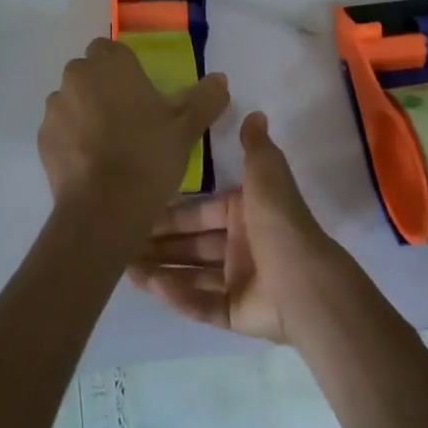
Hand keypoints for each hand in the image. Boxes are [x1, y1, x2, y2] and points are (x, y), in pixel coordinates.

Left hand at [38, 38, 229, 220]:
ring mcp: (55, 106)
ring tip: (109, 147)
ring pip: (72, 101)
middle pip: (89, 73)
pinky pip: (60, 129)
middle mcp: (77, 74)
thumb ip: (204, 98)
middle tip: (129, 122)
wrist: (104, 209)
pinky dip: (71, 140)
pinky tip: (91, 165)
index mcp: (110, 62)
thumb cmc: (148, 156)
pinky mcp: (42, 138)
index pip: (111, 50)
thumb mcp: (186, 127)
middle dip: (104, 90)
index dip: (125, 71)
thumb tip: (221, 79)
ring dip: (85, 113)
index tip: (141, 97)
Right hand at [128, 111, 349, 342]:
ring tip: (126, 267)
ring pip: (191, 274)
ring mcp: (238, 281)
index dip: (171, 212)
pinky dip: (179, 296)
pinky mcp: (237, 313)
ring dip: (161, 270)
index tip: (138, 208)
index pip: (199, 211)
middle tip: (122, 241)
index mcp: (243, 213)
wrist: (305, 281)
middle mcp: (239, 245)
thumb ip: (255, 146)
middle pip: (191, 244)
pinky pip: (203, 304)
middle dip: (159, 243)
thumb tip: (256, 113)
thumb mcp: (266, 173)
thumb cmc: (279, 222)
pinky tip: (151, 286)